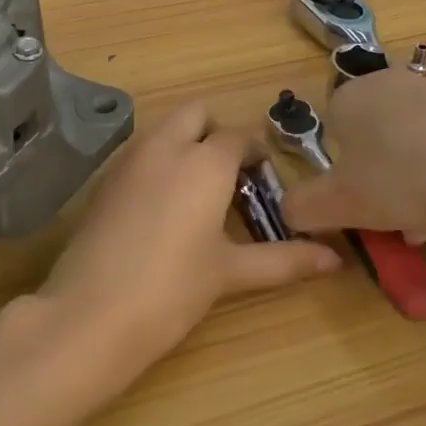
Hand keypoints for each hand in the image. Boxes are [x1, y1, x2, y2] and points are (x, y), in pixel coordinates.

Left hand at [37, 104, 338, 383]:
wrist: (90, 312)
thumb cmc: (172, 290)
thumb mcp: (230, 273)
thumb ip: (284, 260)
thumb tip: (335, 260)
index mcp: (204, 161)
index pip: (239, 137)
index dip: (255, 154)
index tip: (264, 180)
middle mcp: (166, 145)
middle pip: (197, 113)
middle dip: (216, 132)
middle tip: (228, 175)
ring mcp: (129, 157)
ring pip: (164, 127)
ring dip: (184, 141)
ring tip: (198, 191)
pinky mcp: (105, 177)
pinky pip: (139, 149)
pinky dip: (157, 159)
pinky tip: (161, 204)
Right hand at [283, 71, 425, 257]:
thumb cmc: (401, 179)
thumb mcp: (338, 203)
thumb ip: (302, 207)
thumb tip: (287, 211)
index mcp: (348, 96)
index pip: (332, 136)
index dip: (343, 176)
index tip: (362, 207)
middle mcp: (386, 84)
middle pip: (373, 146)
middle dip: (383, 190)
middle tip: (399, 226)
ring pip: (409, 151)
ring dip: (414, 191)